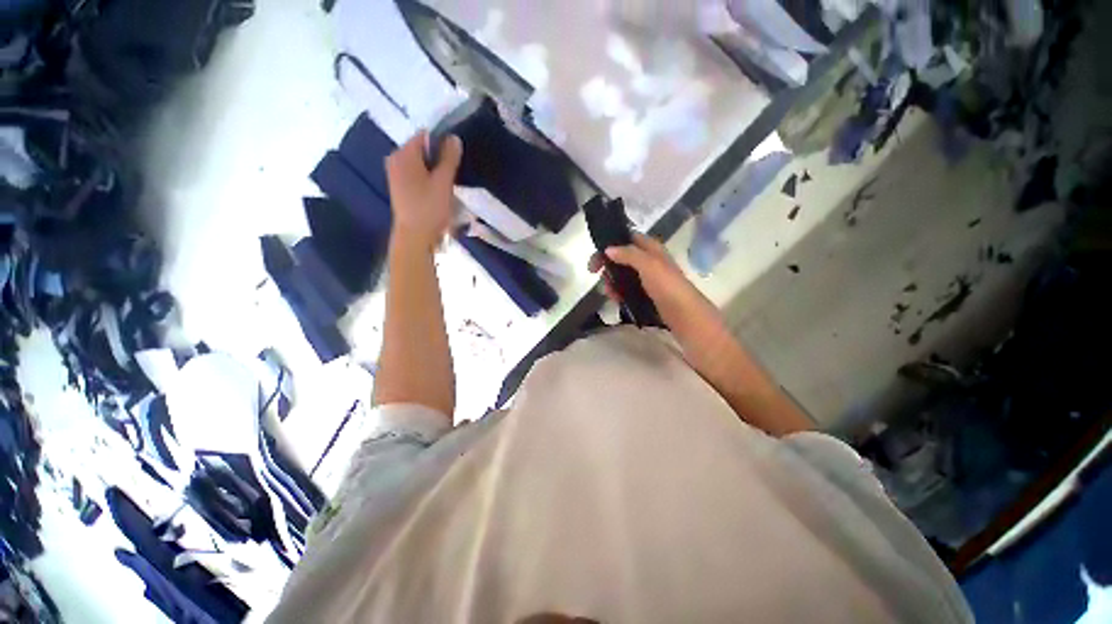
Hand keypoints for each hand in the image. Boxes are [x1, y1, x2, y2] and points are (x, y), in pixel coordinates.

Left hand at [385, 131, 462, 252]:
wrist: (415, 236)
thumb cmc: (430, 208)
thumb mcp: (444, 182)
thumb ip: (449, 158)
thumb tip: (454, 138)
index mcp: (403, 154)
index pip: (425, 136)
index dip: (442, 143)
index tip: (455, 159)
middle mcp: (395, 159)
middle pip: (422, 149)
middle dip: (438, 158)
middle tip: (452, 174)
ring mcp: (395, 173)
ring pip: (420, 163)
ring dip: (434, 170)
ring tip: (446, 184)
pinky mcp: (399, 187)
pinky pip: (416, 174)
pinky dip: (427, 178)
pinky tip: (436, 191)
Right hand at [588, 233, 722, 332]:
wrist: (683, 313)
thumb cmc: (666, 285)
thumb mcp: (648, 264)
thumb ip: (628, 254)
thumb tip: (608, 249)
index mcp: (651, 248)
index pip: (627, 237)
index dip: (610, 242)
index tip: (596, 253)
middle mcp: (648, 260)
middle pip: (621, 256)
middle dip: (607, 264)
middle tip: (594, 272)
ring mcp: (646, 278)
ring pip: (621, 274)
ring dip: (611, 281)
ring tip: (608, 292)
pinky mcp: (644, 293)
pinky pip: (626, 288)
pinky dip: (618, 291)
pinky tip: (614, 298)